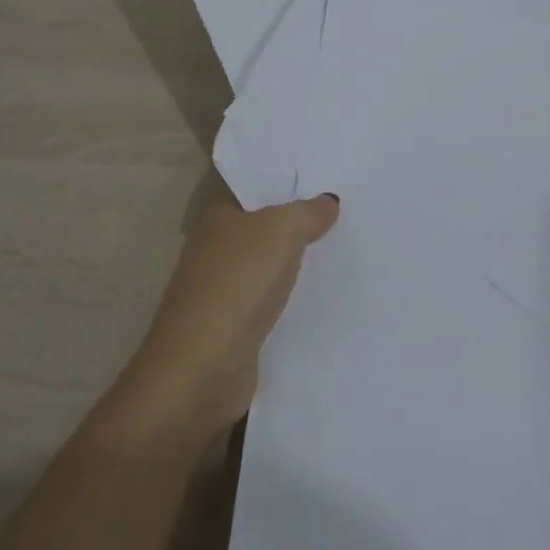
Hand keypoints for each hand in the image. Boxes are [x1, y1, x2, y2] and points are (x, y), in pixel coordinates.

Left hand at [106, 193, 339, 450]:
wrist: (202, 370)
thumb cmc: (238, 284)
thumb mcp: (282, 231)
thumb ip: (308, 212)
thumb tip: (328, 201)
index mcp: (219, 215)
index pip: (256, 188)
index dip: (288, 182)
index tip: (329, 179)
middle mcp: (216, 247)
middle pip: (265, 226)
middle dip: (300, 222)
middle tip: (348, 213)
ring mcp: (223, 290)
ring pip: (270, 265)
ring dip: (298, 263)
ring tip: (345, 251)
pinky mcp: (234, 327)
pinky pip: (272, 301)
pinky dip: (292, 299)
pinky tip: (324, 296)